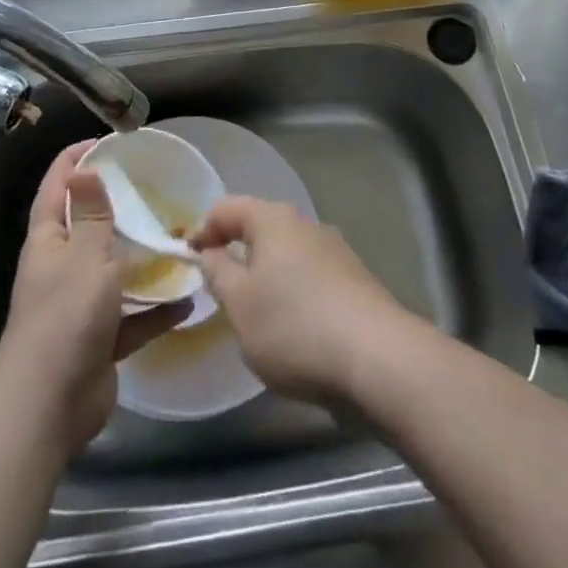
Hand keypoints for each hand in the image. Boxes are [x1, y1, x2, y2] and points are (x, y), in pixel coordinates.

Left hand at [0, 141, 191, 453]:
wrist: (49, 406)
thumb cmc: (66, 317)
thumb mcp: (86, 256)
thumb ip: (92, 214)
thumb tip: (84, 169)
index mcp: (50, 241)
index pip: (58, 187)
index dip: (75, 160)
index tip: (105, 142)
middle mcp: (62, 267)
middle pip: (89, 227)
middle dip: (117, 208)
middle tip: (153, 188)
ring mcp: (81, 305)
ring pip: (114, 272)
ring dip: (142, 260)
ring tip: (177, 240)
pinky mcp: (100, 338)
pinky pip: (132, 316)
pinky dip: (156, 310)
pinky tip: (186, 300)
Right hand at [190, 196, 411, 402]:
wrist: (378, 359)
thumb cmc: (294, 326)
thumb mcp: (240, 304)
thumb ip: (218, 273)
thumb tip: (211, 252)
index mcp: (273, 219)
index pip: (226, 208)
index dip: (203, 230)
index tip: (190, 261)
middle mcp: (305, 224)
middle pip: (259, 228)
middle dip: (237, 253)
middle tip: (220, 290)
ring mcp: (334, 251)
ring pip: (286, 255)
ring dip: (266, 276)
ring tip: (255, 316)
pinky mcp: (354, 281)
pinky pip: (310, 277)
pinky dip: (293, 293)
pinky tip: (293, 330)